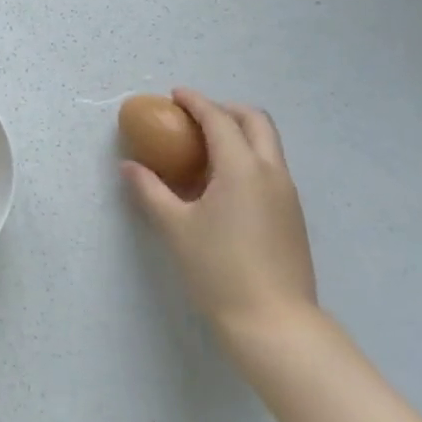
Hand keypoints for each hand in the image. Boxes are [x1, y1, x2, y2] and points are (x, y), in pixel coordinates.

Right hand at [123, 90, 318, 352]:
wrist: (275, 326)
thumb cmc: (219, 270)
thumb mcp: (175, 227)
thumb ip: (150, 190)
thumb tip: (129, 167)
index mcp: (241, 168)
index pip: (218, 119)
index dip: (195, 102)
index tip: (175, 95)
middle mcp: (270, 172)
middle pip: (255, 121)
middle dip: (225, 109)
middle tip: (195, 118)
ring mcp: (287, 194)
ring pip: (267, 144)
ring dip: (239, 133)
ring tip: (205, 150)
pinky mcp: (292, 215)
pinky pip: (270, 168)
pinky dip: (248, 157)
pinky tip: (223, 184)